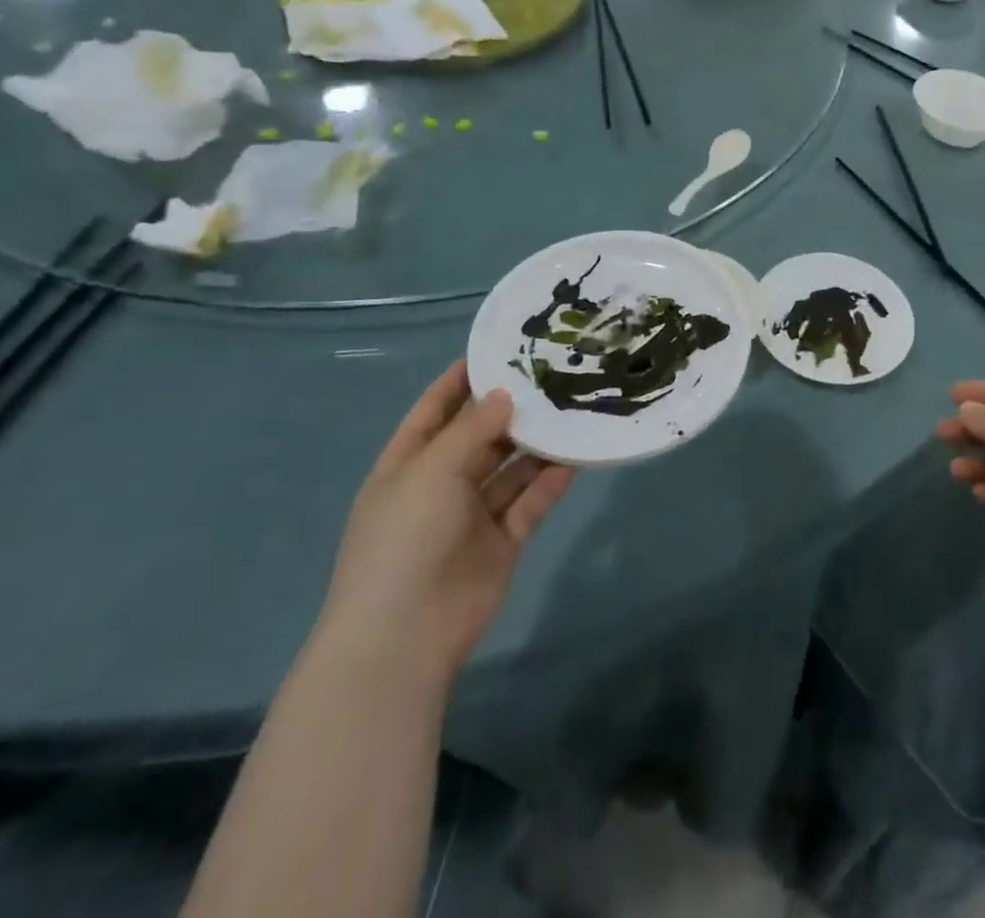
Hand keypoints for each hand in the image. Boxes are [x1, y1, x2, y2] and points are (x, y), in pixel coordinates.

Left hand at [316, 362, 574, 688]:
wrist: (404, 636)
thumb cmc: (404, 539)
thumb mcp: (431, 471)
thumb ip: (472, 429)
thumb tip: (505, 394)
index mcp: (409, 464)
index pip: (435, 410)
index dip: (461, 379)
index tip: (498, 349)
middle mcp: (442, 484)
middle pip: (481, 436)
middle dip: (511, 408)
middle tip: (554, 374)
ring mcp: (473, 514)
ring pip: (512, 467)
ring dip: (538, 442)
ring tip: (575, 407)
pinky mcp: (504, 540)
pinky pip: (532, 500)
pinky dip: (553, 479)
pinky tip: (580, 453)